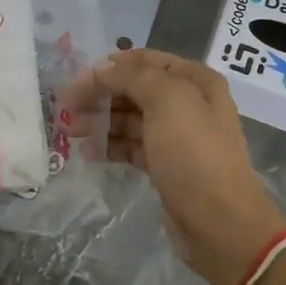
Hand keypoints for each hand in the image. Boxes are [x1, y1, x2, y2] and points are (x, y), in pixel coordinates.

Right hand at [73, 50, 285, 284]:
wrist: (219, 223)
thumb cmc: (194, 155)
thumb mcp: (168, 102)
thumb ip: (134, 76)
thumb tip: (104, 69)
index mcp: (195, 81)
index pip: (146, 60)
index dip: (111, 66)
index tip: (78, 78)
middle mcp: (188, 104)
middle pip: (135, 89)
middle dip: (100, 94)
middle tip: (65, 107)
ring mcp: (177, 137)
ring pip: (130, 119)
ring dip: (100, 120)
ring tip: (69, 130)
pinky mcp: (166, 166)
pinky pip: (132, 146)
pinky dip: (111, 146)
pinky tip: (89, 152)